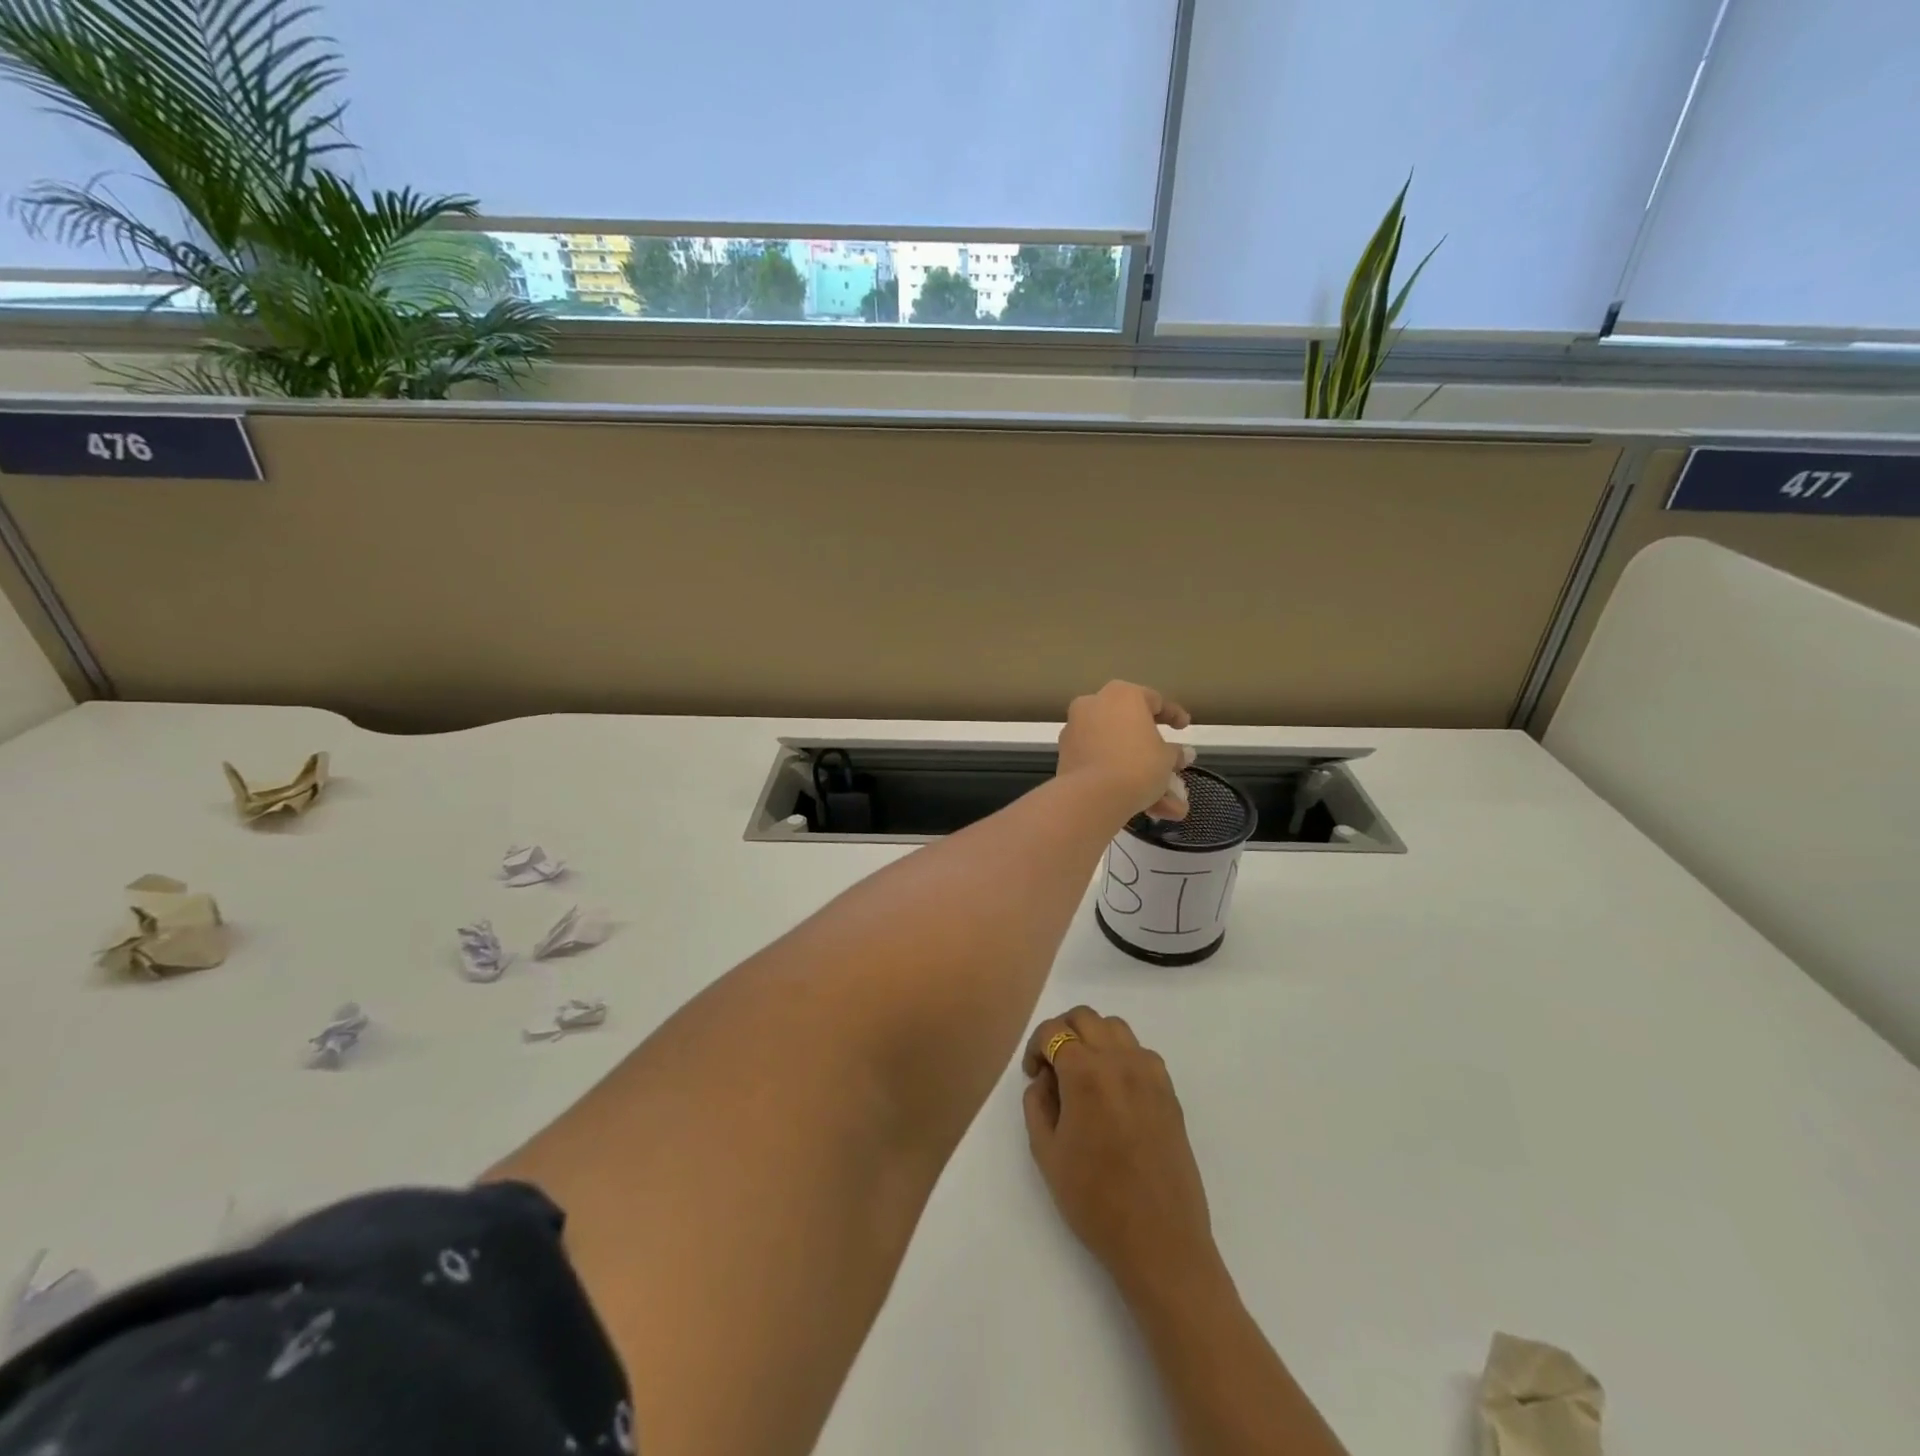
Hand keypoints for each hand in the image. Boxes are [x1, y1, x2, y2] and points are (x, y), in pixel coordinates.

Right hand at [1022, 1007, 1216, 1296]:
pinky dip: (1121, 1055)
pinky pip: (1140, 1051)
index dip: (1037, 1046)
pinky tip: (1114, 1091)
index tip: (1033, 1074)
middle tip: (1053, 1068)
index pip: (1054, 1031)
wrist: (1160, 1240)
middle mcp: (1120, 1060)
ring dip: (1093, 1039)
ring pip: (1115, 1028)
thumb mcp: (1046, 1153)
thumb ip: (1037, 1103)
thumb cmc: (1094, 1201)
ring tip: (1084, 1075)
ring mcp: (1150, 1073)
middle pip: (1086, 1017)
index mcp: (1086, 1074)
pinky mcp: (1169, 1091)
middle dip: (1062, 1033)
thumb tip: (1046, 1078)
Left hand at [1057, 681, 1192, 821]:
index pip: (1154, 700)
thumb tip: (1182, 754)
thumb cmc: (1137, 765)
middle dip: (1155, 754)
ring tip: (1168, 806)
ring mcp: (1076, 729)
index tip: (1184, 727)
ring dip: (1142, 775)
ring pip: (1117, 750)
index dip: (1174, 715)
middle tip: (1173, 767)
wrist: (1091, 796)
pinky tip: (1144, 806)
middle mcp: (1094, 704)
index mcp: (1122, 694)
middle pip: (1131, 727)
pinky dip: (1120, 778)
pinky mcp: (1066, 755)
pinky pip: (1100, 762)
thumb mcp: (1166, 759)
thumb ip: (1175, 753)